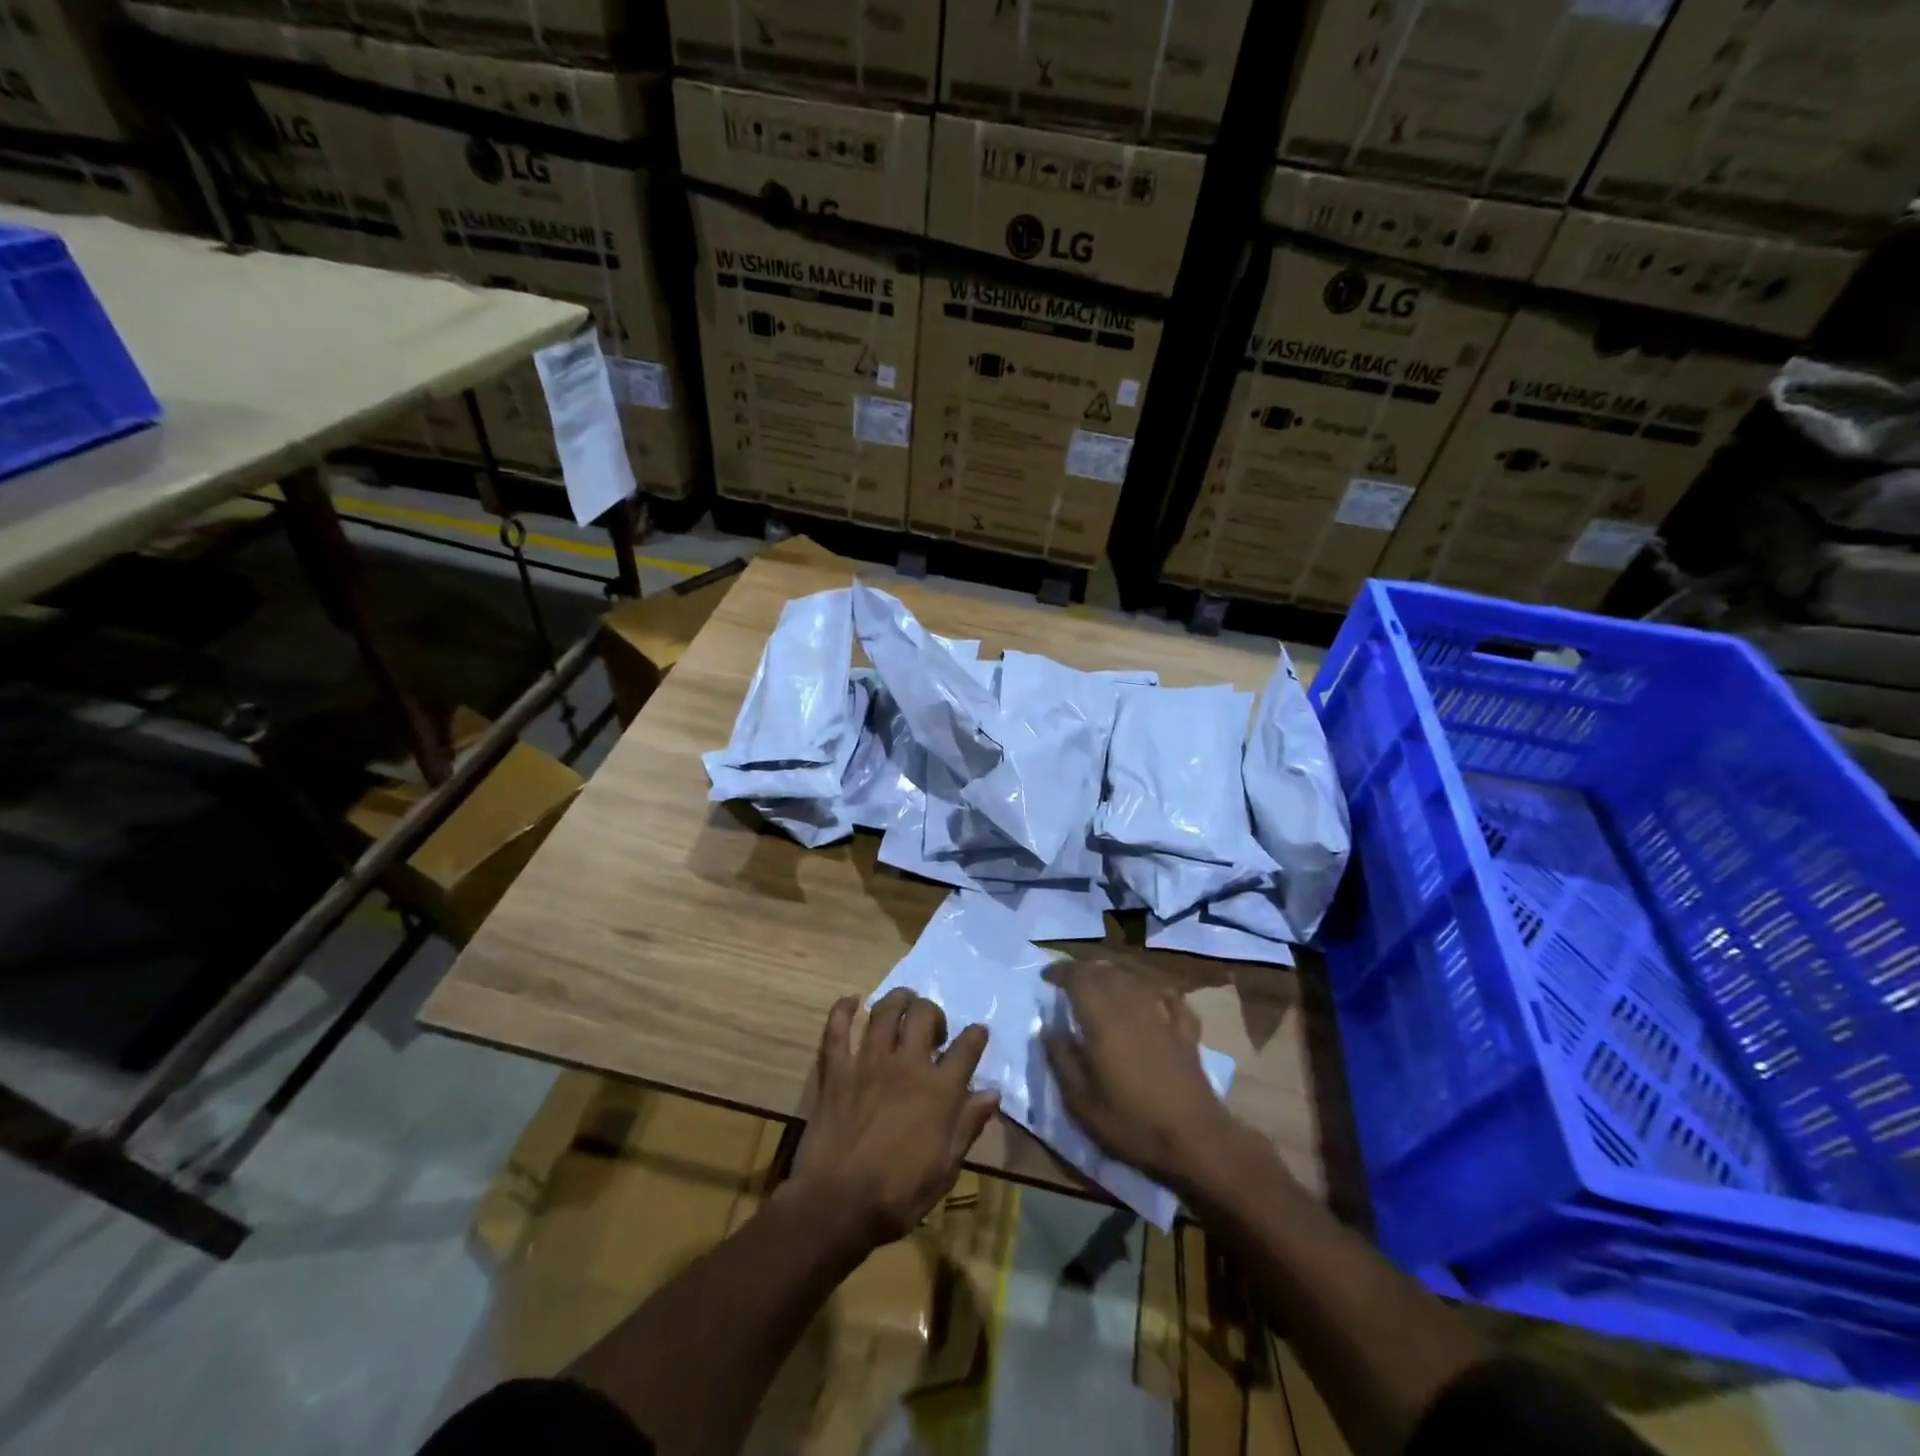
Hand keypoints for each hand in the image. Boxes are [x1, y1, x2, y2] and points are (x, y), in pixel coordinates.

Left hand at [786, 989, 999, 1251]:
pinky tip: (852, 1001)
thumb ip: (968, 1125)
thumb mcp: (945, 1168)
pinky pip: (837, 1028)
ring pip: (885, 1011)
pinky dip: (843, 1009)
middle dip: (934, 1012)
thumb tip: (992, 1093)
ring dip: (898, 1000)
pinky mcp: (836, 1069)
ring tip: (903, 1003)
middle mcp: (907, 1065)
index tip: (978, 1033)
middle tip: (933, 1029)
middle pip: (925, 1014)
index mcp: (939, 1090)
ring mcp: (868, 1062)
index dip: (976, 1035)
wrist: (837, 1205)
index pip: (967, 1047)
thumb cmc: (898, 1195)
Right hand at [1042, 961, 1245, 1191]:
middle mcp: (1131, 1006)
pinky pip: (1168, 996)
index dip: (1060, 972)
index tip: (1046, 978)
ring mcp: (1162, 1015)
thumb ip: (1061, 1059)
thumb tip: (1047, 1029)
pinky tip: (1151, 995)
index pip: (1078, 977)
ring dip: (1114, 975)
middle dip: (1084, 971)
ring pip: (1134, 978)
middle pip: (1105, 972)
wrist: (1195, 1139)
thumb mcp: (1081, 1102)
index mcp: (1102, 1019)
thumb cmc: (1131, 1122)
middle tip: (1069, 981)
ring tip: (1102, 984)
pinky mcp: (1185, 1030)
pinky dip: (1153, 990)